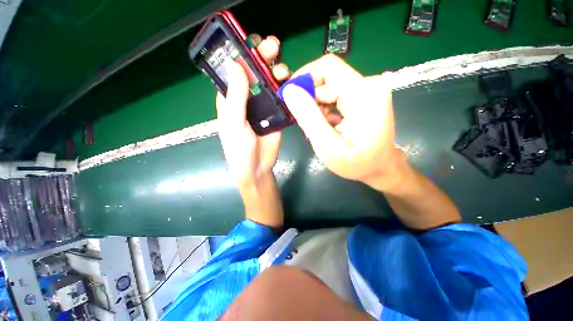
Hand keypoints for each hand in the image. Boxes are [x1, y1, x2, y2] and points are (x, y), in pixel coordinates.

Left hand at [216, 36, 289, 188]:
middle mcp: (247, 99)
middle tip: (273, 47)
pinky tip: (292, 84)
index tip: (254, 43)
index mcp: (231, 98)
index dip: (243, 55)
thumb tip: (234, 64)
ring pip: (271, 83)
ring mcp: (264, 107)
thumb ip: (235, 96)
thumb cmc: (239, 148)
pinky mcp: (277, 115)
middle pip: (255, 73)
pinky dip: (288, 89)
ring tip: (283, 70)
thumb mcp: (233, 122)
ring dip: (277, 72)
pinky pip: (282, 98)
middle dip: (263, 58)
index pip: (235, 71)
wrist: (257, 167)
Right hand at [281, 54, 403, 189]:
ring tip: (316, 129)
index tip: (289, 96)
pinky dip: (325, 110)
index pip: (327, 67)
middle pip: (327, 80)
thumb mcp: (328, 146)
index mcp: (363, 93)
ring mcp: (367, 91)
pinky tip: (326, 127)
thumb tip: (290, 90)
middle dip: (309, 99)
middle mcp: (368, 85)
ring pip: (329, 89)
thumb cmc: (357, 163)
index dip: (303, 77)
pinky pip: (336, 96)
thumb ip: (309, 117)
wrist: (381, 169)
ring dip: (317, 108)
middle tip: (304, 124)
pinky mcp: (363, 97)